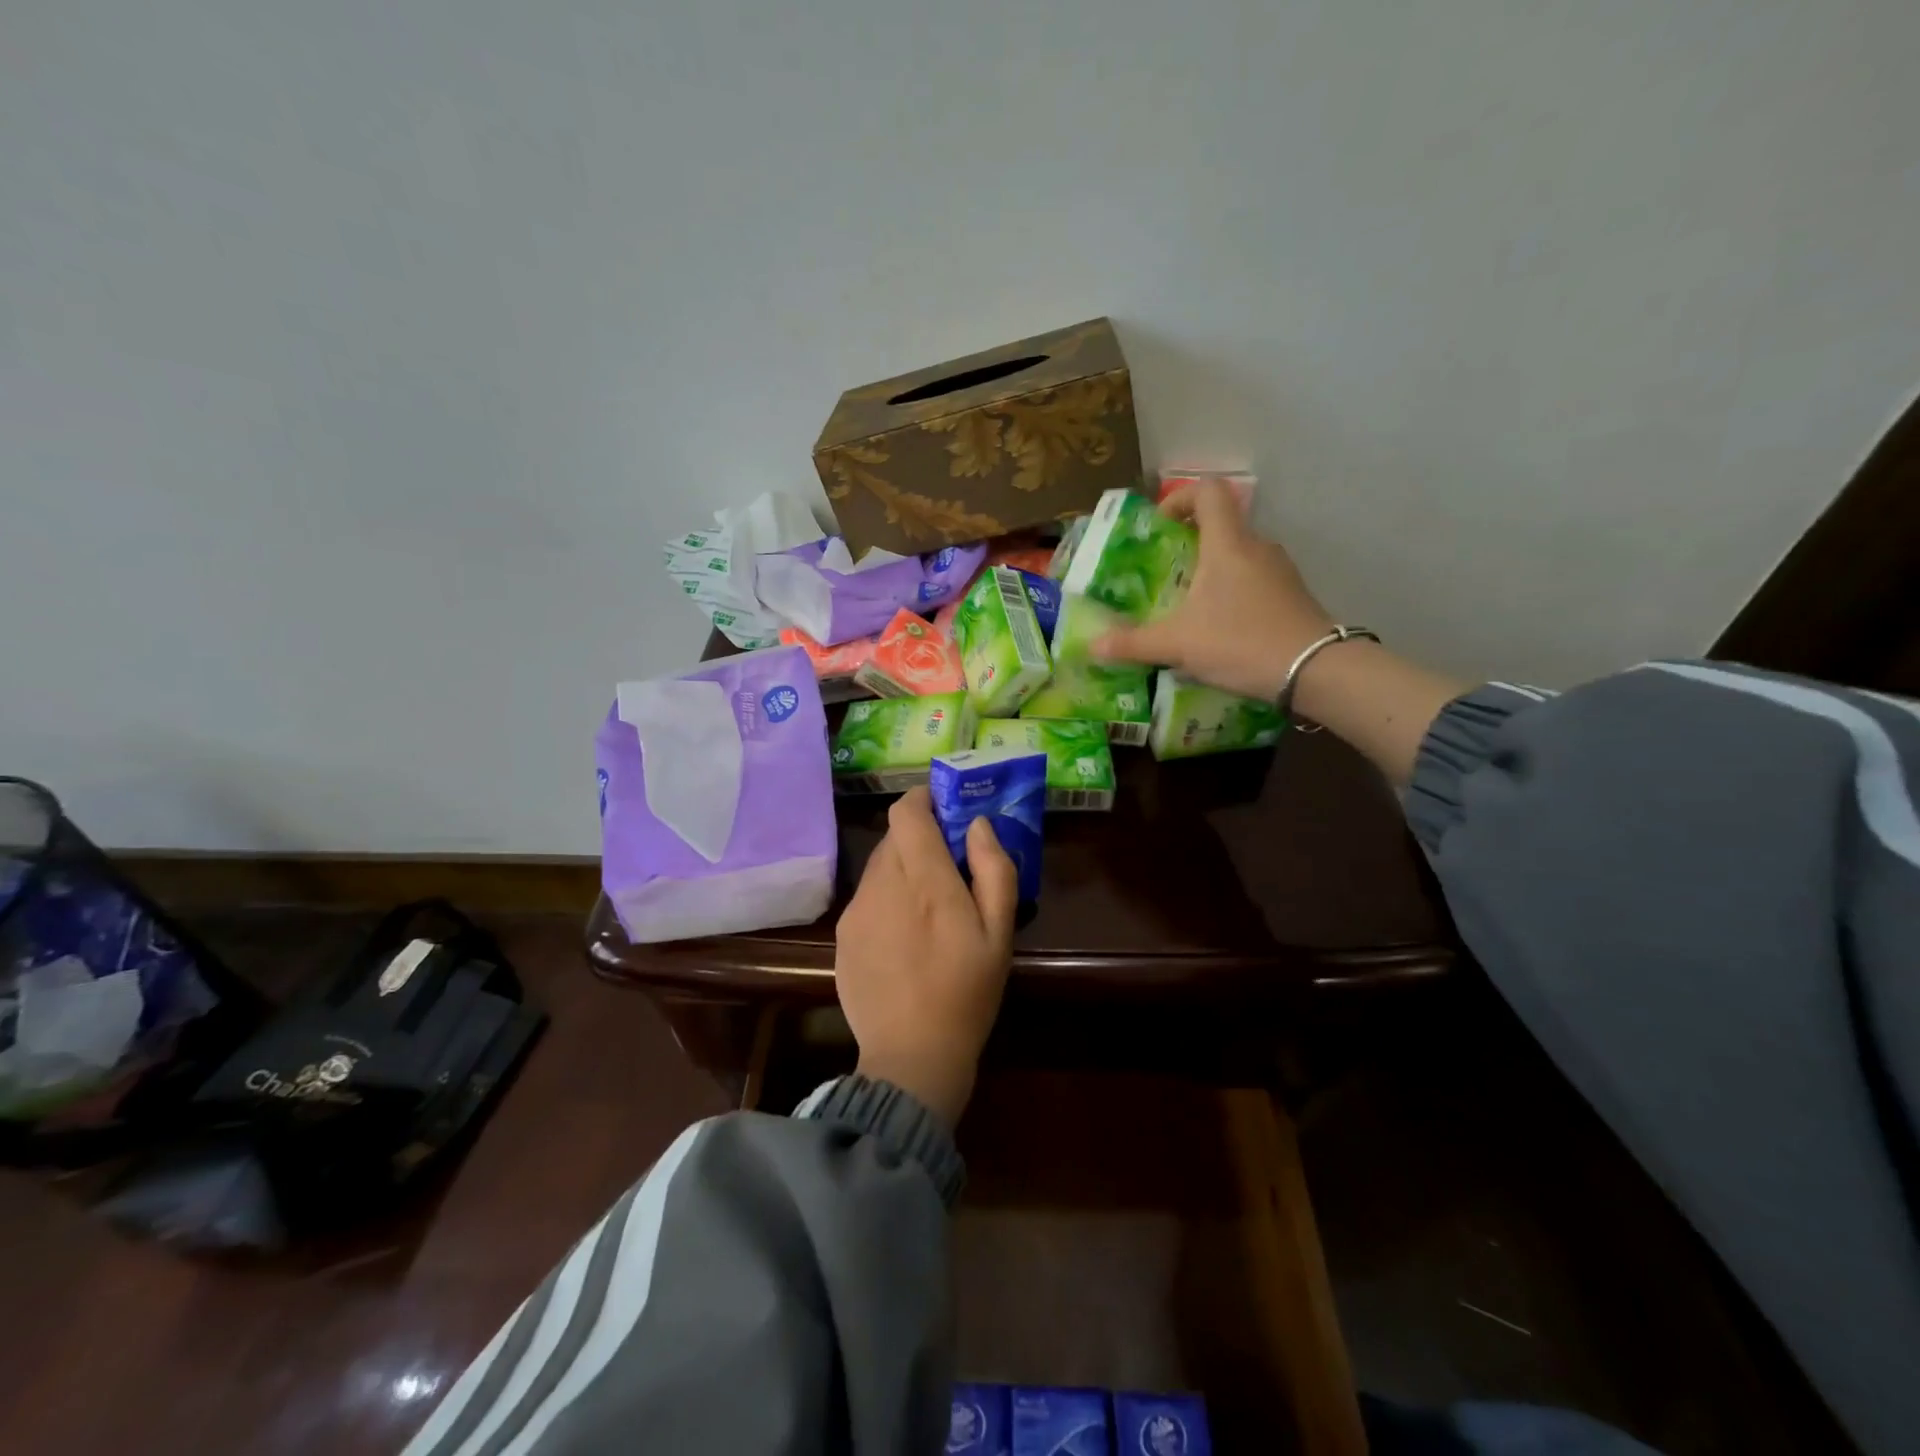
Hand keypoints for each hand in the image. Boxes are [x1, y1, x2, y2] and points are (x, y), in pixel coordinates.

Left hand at [834, 787, 1017, 1127]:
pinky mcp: (843, 935)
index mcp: (925, 881)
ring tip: (927, 904)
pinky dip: (887, 896)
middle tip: (948, 863)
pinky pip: (867, 895)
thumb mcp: (1000, 934)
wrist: (911, 1057)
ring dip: (903, 868)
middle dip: (920, 838)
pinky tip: (904, 933)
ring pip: (878, 866)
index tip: (945, 808)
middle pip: (893, 837)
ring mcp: (856, 910)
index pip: (906, 813)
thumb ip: (994, 869)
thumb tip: (977, 825)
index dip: (924, 800)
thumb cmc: (967, 994)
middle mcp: (882, 885)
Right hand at [1092, 480, 1334, 700]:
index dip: (1179, 498)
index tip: (1160, 527)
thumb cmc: (1241, 642)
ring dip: (1212, 570)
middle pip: (1221, 525)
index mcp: (1227, 544)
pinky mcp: (1292, 593)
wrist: (1314, 670)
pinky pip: (1254, 579)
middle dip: (1189, 544)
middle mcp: (1256, 546)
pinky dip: (1233, 591)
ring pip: (1238, 555)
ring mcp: (1279, 569)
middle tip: (1165, 574)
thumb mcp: (1178, 645)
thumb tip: (1094, 645)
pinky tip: (1220, 627)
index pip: (1207, 491)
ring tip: (1189, 606)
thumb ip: (1133, 643)